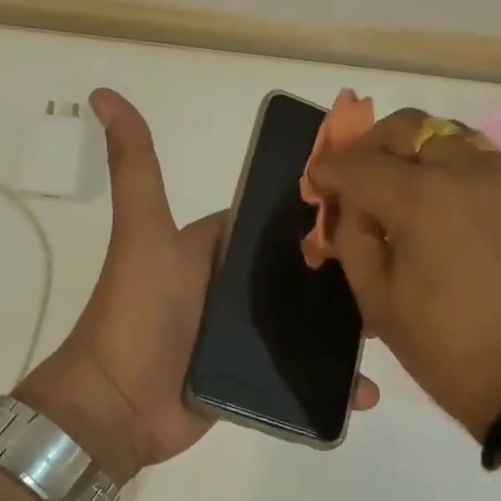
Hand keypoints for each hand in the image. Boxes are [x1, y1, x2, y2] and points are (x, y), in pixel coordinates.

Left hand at [20, 89, 378, 479]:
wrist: (117, 407)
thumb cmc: (135, 313)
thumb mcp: (143, 234)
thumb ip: (135, 169)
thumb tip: (102, 93)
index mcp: (215, 249)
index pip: (275, 224)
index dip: (319, 215)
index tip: (375, 209)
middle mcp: (232, 288)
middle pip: (298, 275)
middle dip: (343, 277)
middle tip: (397, 277)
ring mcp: (244, 336)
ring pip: (306, 324)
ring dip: (345, 330)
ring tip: (393, 334)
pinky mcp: (253, 377)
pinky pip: (301, 372)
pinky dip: (331, 380)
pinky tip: (366, 390)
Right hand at [306, 108, 500, 437]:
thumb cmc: (445, 349)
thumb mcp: (377, 300)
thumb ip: (352, 238)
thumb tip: (350, 205)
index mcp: (422, 198)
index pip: (359, 163)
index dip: (329, 170)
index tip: (317, 182)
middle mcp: (468, 171)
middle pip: (408, 127)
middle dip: (372, 145)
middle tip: (357, 176)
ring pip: (449, 137)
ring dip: (415, 153)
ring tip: (401, 191)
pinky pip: (483, 164)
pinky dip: (452, 172)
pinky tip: (445, 210)